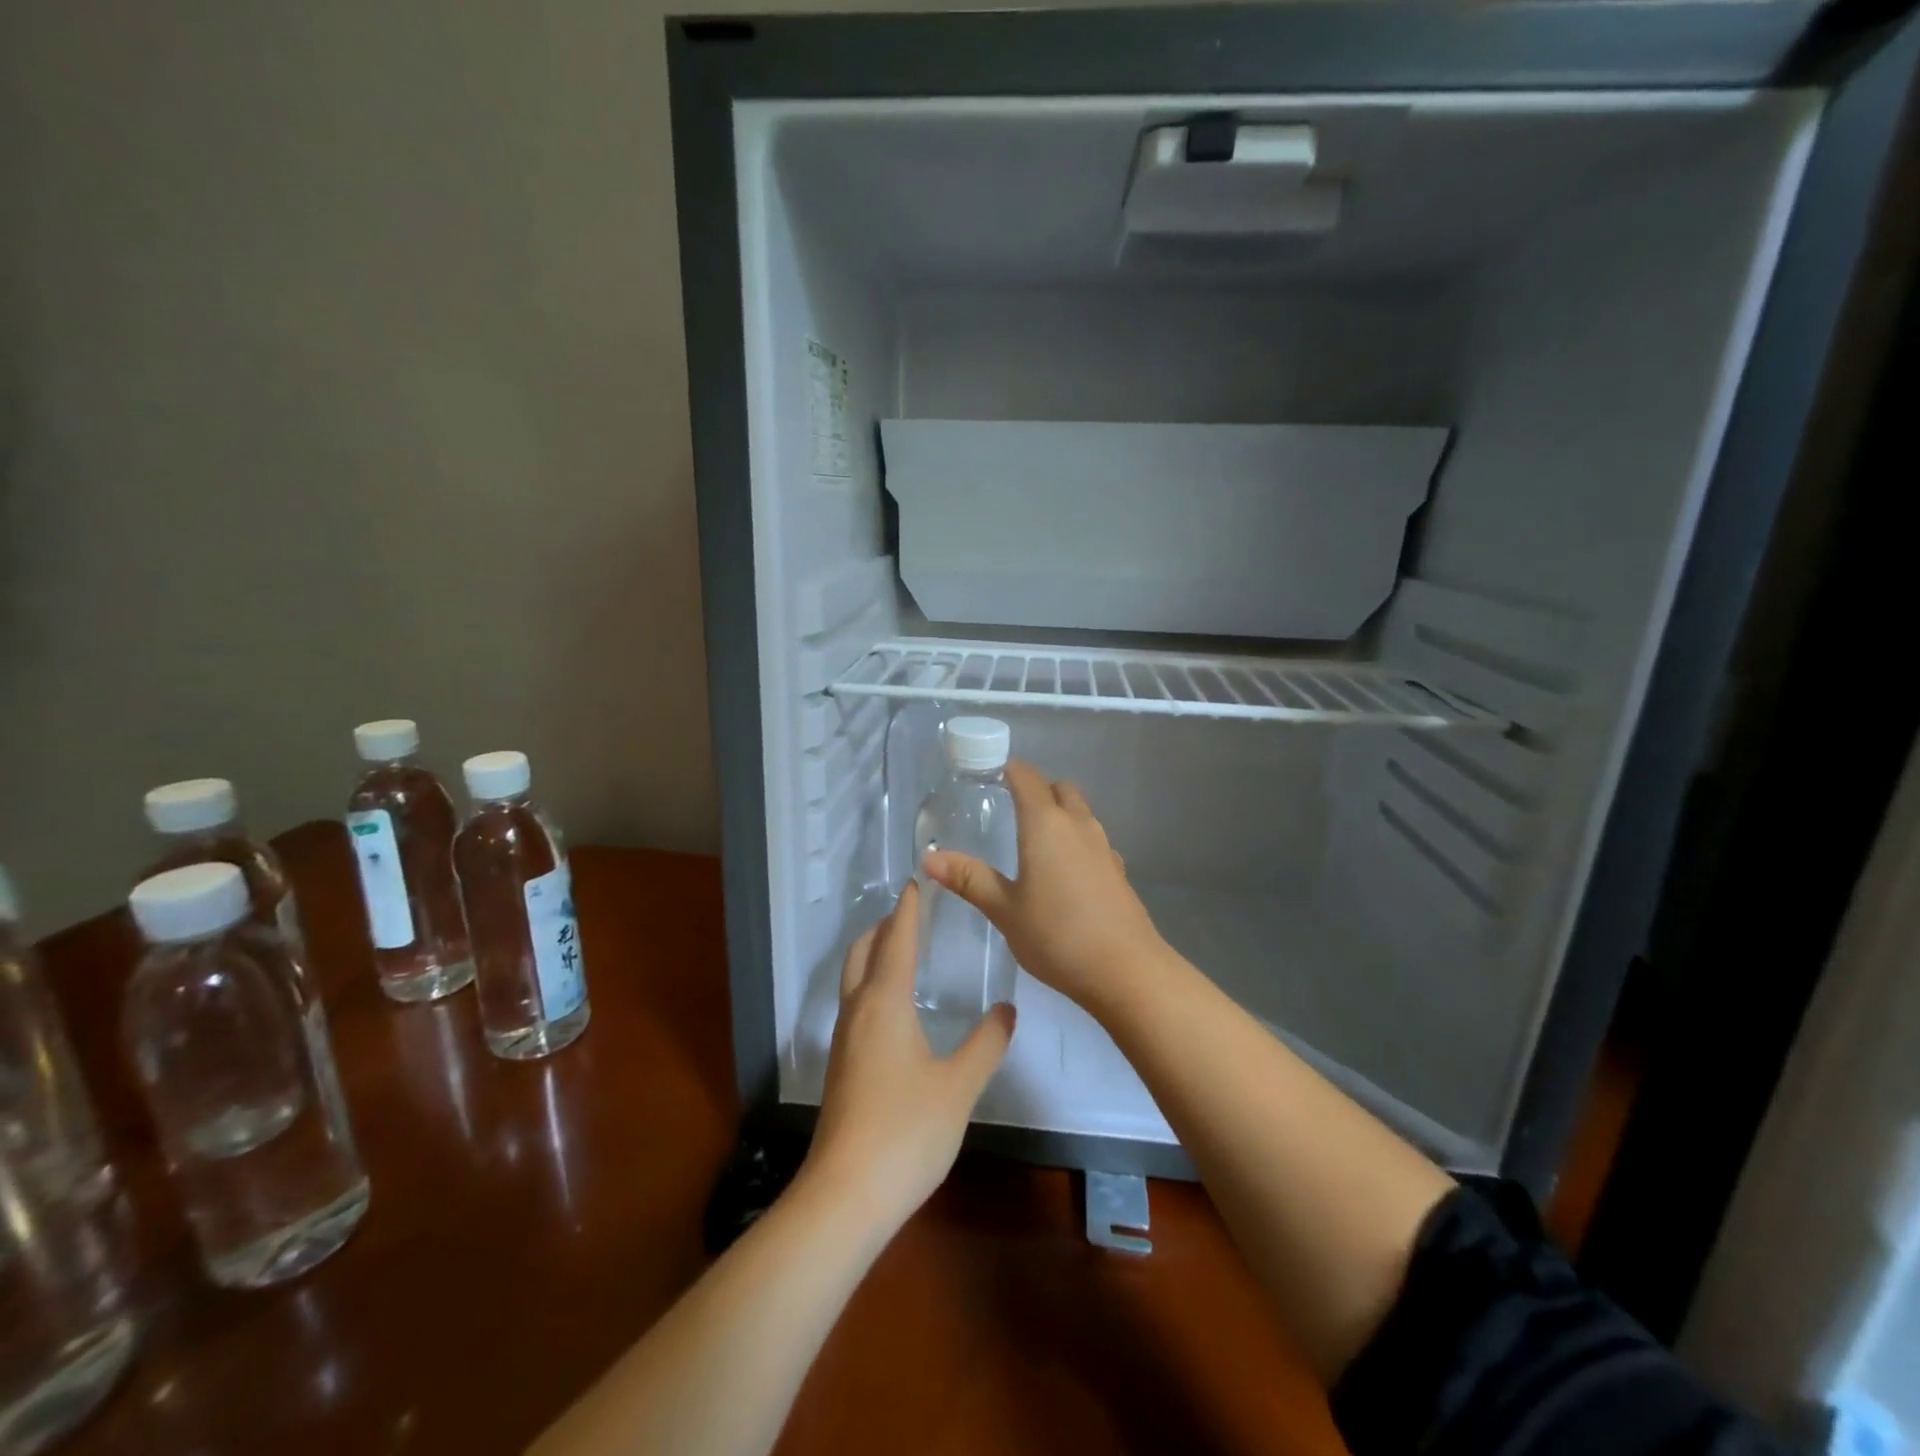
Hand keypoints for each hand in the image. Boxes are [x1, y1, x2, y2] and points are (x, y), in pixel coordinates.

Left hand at [803, 882, 1014, 1231]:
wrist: (845, 1195)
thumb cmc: (906, 1131)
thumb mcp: (958, 1086)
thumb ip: (986, 1044)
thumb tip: (1007, 1009)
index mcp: (884, 1003)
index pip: (897, 941)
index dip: (908, 911)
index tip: (915, 883)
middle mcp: (858, 1012)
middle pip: (863, 953)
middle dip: (883, 928)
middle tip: (908, 913)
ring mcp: (844, 1042)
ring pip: (853, 980)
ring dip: (873, 955)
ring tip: (900, 951)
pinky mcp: (841, 1068)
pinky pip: (854, 1005)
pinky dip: (870, 985)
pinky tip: (892, 1008)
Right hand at [923, 759, 1169, 1015]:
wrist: (1126, 970)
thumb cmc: (1057, 935)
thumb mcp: (1004, 910)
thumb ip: (970, 879)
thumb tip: (929, 858)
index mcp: (1046, 824)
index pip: (1027, 777)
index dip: (1009, 769)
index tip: (989, 773)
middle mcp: (1078, 825)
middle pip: (1059, 789)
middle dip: (1037, 789)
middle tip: (1010, 808)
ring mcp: (1103, 846)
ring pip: (1080, 813)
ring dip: (1059, 814)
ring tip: (1033, 840)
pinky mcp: (1118, 870)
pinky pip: (1092, 840)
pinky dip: (1075, 841)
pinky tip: (1063, 872)